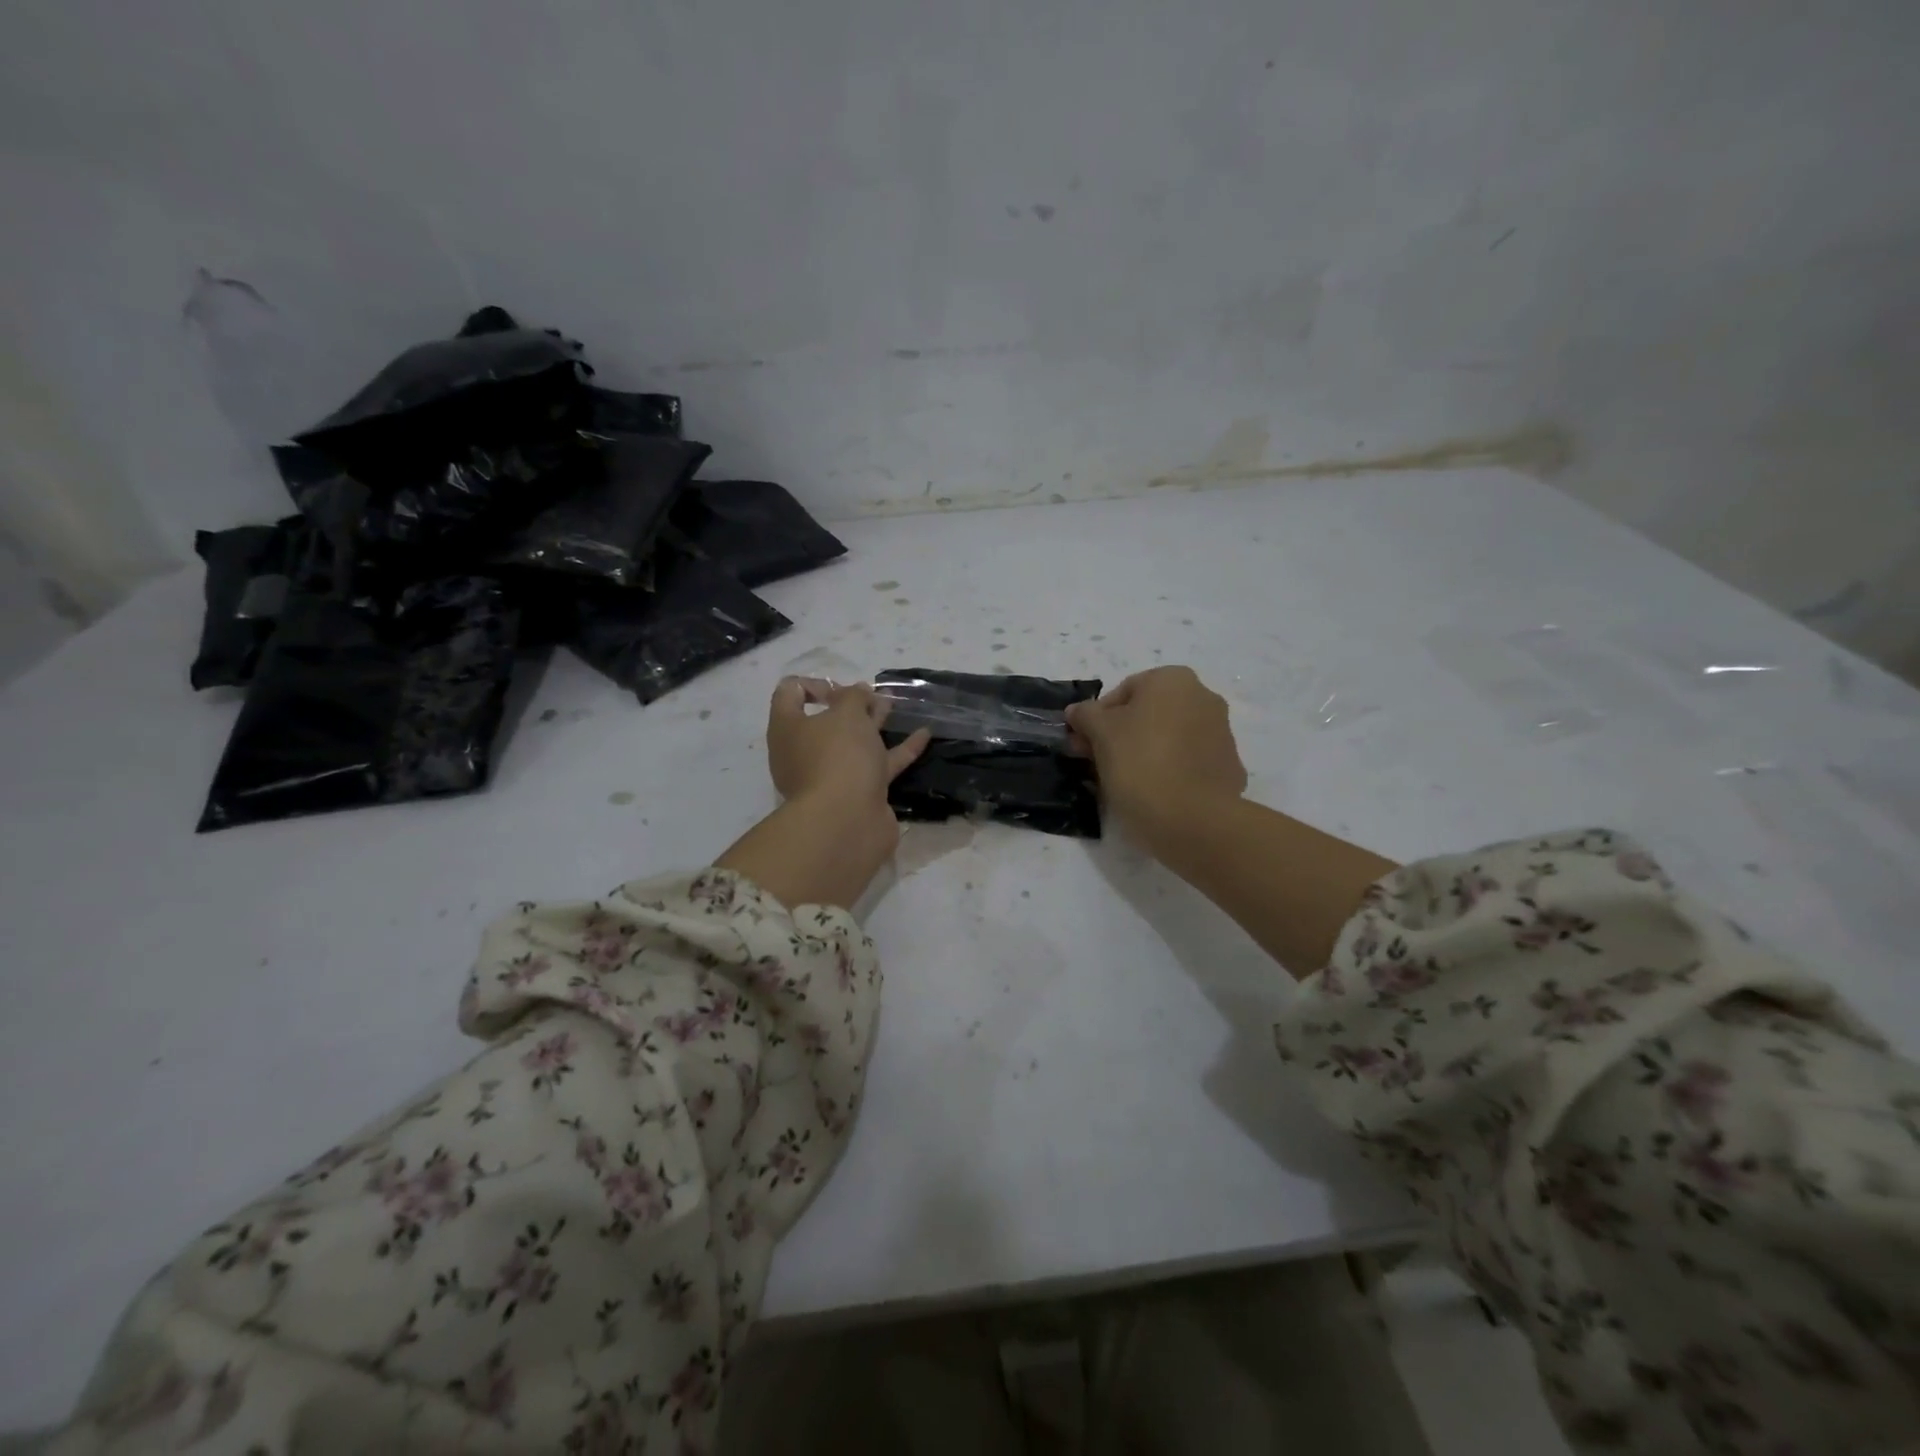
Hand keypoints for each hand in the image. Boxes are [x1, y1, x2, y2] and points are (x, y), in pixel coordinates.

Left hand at [716, 680, 932, 910]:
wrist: (847, 821)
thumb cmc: (837, 756)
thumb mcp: (846, 713)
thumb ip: (853, 697)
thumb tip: (856, 693)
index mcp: (788, 729)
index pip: (790, 693)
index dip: (815, 683)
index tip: (842, 688)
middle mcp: (804, 752)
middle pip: (825, 721)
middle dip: (851, 704)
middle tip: (874, 694)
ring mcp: (831, 776)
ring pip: (853, 743)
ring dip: (873, 723)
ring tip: (895, 705)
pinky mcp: (858, 794)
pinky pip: (879, 765)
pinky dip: (900, 749)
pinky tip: (923, 735)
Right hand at [1066, 666, 1246, 847]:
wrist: (1193, 820)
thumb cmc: (1140, 764)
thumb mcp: (1100, 734)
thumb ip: (1085, 715)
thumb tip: (1077, 711)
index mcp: (1173, 680)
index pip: (1123, 692)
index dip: (1097, 718)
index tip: (1084, 745)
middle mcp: (1204, 697)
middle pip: (1148, 713)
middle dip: (1121, 735)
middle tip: (1097, 763)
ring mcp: (1222, 733)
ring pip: (1169, 738)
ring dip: (1145, 752)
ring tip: (1124, 782)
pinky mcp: (1229, 767)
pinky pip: (1189, 763)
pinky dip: (1171, 772)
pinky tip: (1155, 794)